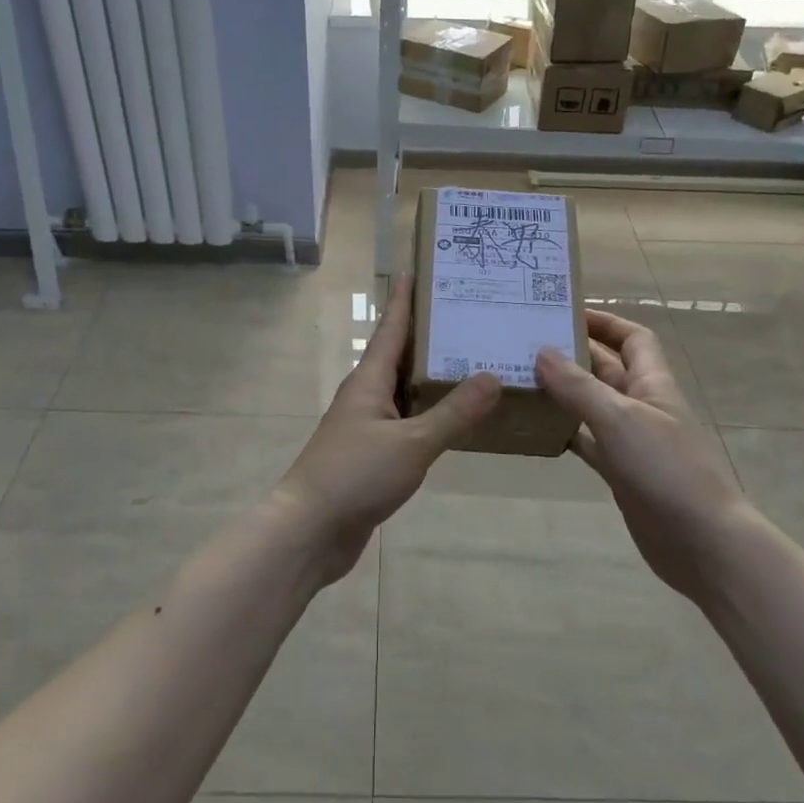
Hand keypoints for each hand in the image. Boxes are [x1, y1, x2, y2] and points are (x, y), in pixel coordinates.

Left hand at [270, 275, 500, 584]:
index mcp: (369, 382)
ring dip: (431, 377)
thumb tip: (492, 376)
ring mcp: (367, 427)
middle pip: (399, 356)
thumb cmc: (355, 475)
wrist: (310, 531)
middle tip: (465, 316)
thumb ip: (453, 413)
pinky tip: (454, 419)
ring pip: (404, 392)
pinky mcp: (372, 456)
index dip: (404, 301)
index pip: (391, 330)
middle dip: (428, 336)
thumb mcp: (411, 443)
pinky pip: (407, 423)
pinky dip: (429, 414)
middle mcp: (366, 397)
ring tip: (469, 362)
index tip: (416, 271)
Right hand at [536, 311, 744, 600]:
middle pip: (607, 369)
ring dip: (564, 393)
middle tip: (527, 344)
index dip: (605, 322)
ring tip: (522, 380)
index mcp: (652, 383)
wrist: (702, 542)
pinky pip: (588, 442)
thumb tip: (542, 351)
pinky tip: (537, 429)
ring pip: (593, 405)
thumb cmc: (666, 469)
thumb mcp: (619, 418)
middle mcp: (642, 406)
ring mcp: (632, 441)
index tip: (566, 313)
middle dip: (574, 354)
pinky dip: (566, 433)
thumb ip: (579, 386)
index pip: (633, 338)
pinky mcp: (621, 472)